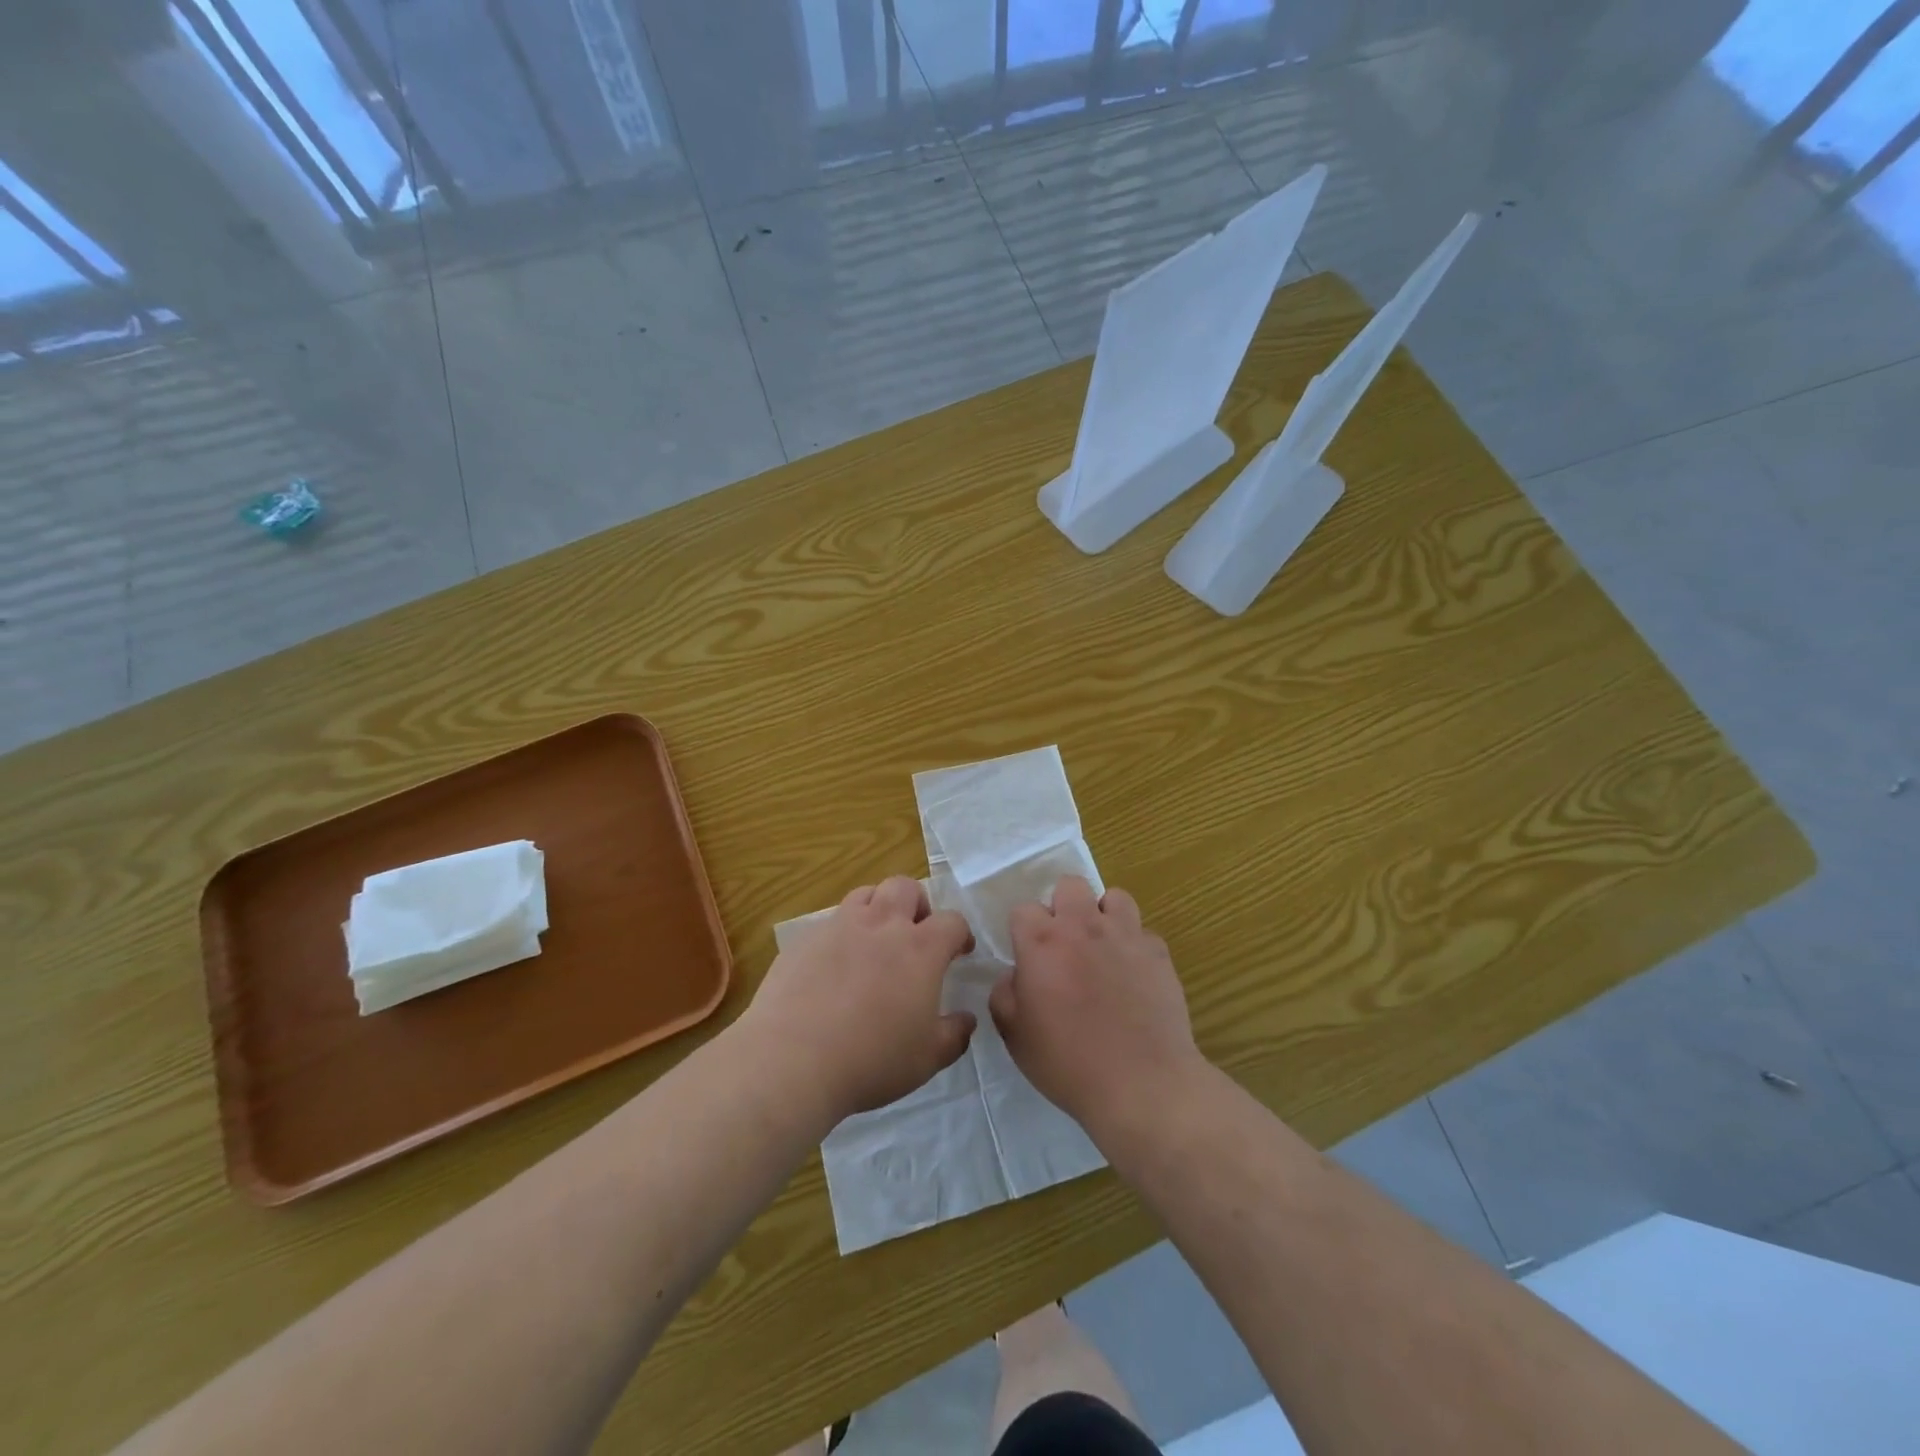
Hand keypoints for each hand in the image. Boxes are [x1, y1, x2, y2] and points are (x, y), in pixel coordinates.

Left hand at [741, 875, 975, 1127]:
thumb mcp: (927, 1059)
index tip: (959, 952)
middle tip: (915, 935)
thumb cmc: (871, 1060)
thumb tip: (966, 1020)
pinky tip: (833, 969)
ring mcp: (839, 927)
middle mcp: (881, 925)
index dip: (960, 934)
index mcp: (919, 948)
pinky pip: (829, 923)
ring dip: (877, 909)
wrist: (792, 1060)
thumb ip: (954, 1035)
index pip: (952, 921)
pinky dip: (841, 936)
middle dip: (917, 904)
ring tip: (874, 943)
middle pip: (905, 887)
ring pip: (865, 894)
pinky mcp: (804, 940)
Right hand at [989, 876, 1202, 1139]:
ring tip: (1102, 948)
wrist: (1142, 1084)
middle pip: (1070, 885)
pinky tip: (1133, 977)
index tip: (1028, 957)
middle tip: (1065, 944)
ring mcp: (1125, 935)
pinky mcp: (1158, 953)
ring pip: (1114, 898)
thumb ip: (1005, 995)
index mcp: (1042, 942)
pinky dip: (1135, 947)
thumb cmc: (1068, 1063)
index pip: (1024, 908)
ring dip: (1103, 916)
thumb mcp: (1015, 1036)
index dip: (1023, 931)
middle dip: (1063, 907)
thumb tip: (1014, 975)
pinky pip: (1143, 934)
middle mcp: (1083, 926)